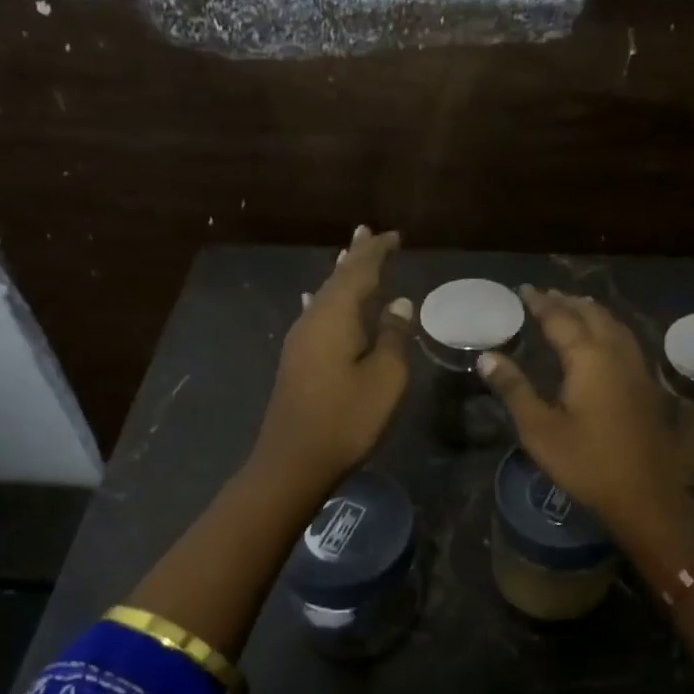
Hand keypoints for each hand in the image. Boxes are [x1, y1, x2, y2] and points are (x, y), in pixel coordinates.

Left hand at [252, 226, 412, 493]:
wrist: (293, 461)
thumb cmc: (346, 418)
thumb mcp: (385, 378)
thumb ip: (394, 337)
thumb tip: (400, 303)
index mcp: (335, 316)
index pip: (359, 271)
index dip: (378, 252)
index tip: (396, 236)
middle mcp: (313, 319)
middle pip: (338, 278)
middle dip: (356, 255)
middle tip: (368, 232)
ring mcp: (301, 340)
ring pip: (326, 295)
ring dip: (342, 275)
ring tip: (351, 254)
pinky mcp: (298, 359)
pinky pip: (318, 314)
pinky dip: (330, 300)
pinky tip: (321, 299)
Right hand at [478, 287, 684, 538]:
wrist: (645, 495)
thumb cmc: (586, 463)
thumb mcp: (539, 429)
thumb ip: (513, 389)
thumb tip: (487, 356)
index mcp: (588, 359)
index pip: (560, 319)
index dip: (541, 303)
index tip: (524, 290)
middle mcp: (616, 354)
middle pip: (592, 316)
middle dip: (567, 302)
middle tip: (546, 295)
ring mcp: (637, 370)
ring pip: (614, 326)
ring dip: (592, 312)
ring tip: (575, 307)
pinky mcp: (646, 387)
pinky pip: (626, 341)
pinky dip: (609, 328)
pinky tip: (605, 341)